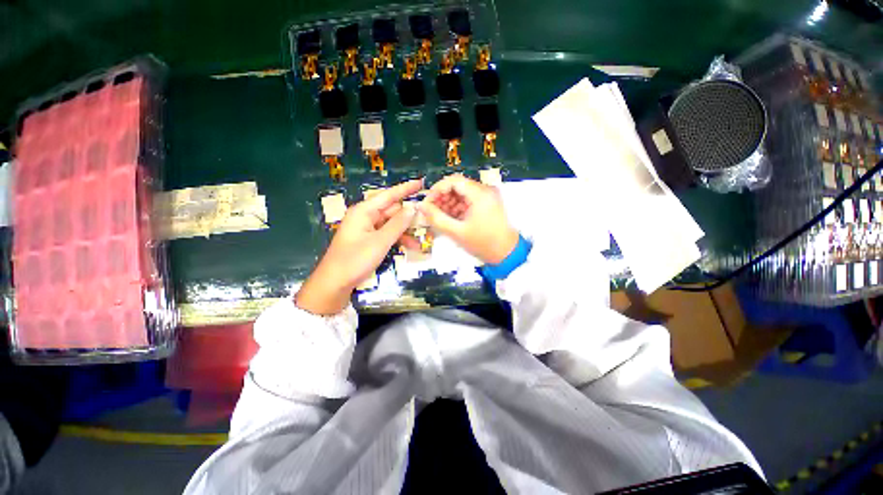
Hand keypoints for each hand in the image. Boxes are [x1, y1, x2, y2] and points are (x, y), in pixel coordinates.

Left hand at [296, 179, 422, 314]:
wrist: (335, 283)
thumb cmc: (355, 260)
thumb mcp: (380, 242)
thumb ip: (397, 224)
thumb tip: (412, 208)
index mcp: (364, 211)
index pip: (389, 195)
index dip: (406, 188)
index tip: (421, 182)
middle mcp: (365, 217)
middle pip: (391, 210)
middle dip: (408, 216)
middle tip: (427, 219)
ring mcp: (367, 229)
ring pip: (391, 224)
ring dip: (405, 231)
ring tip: (420, 240)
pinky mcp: (368, 240)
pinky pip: (387, 234)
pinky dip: (398, 239)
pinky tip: (410, 247)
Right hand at [418, 174, 518, 264]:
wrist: (507, 254)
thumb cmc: (484, 243)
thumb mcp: (456, 232)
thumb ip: (436, 218)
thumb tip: (421, 206)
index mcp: (480, 194)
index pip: (454, 180)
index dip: (437, 189)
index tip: (428, 202)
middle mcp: (485, 191)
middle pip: (457, 186)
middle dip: (442, 198)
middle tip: (431, 212)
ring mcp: (487, 197)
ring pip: (461, 194)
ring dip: (448, 203)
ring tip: (440, 218)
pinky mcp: (487, 204)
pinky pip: (468, 201)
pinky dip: (457, 208)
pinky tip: (450, 219)